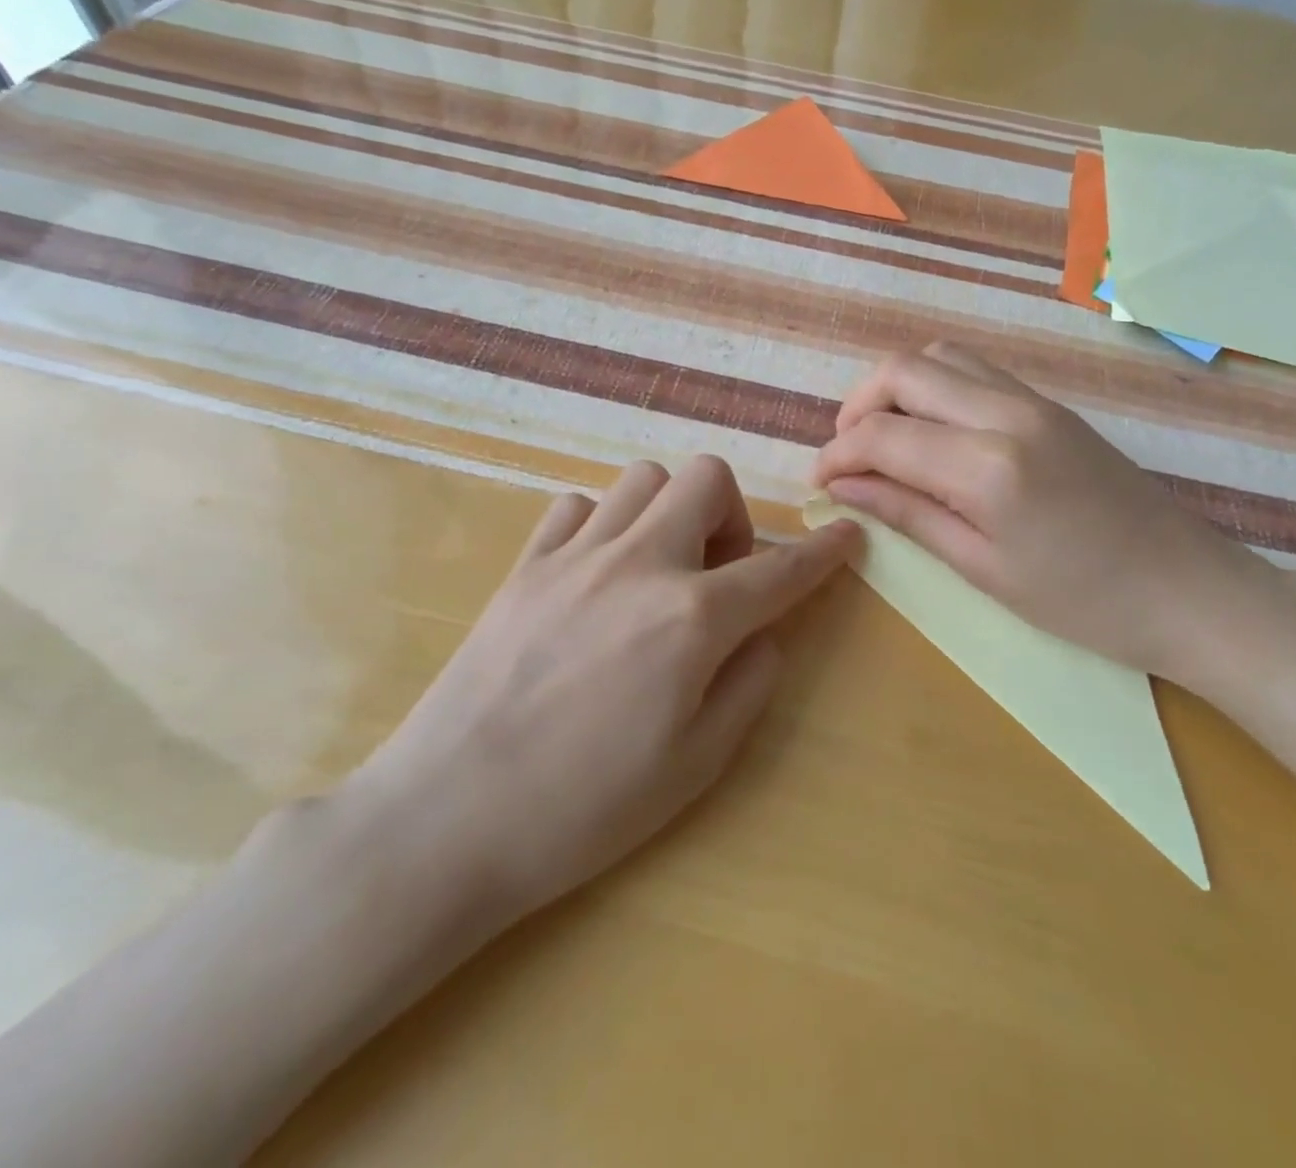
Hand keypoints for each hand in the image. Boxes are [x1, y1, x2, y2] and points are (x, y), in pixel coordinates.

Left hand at [344, 456, 858, 946]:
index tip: (847, 535)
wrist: (447, 818)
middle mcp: (640, 564)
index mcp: (693, 618)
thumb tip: (764, 632)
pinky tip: (596, 574)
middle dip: (732, 515)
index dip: (824, 551)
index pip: (781, 568)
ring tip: (657, 569)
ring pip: (642, 478)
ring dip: (668, 512)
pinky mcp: (524, 564)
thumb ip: (749, 683)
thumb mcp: (697, 764)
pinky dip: (603, 525)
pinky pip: (577, 507)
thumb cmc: (584, 808)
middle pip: (706, 478)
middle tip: (718, 573)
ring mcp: (575, 555)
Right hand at [811, 344, 1283, 692]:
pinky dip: (934, 389)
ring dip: (896, 389)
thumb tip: (841, 485)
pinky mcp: (1050, 403)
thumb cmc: (1083, 602)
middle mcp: (1007, 413)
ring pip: (939, 357)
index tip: (818, 482)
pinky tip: (932, 435)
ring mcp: (1034, 399)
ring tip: (885, 441)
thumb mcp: (982, 568)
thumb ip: (907, 513)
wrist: (1189, 590)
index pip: (882, 435)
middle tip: (847, 455)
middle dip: (857, 406)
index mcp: (987, 466)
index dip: (837, 454)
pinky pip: (974, 371)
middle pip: (904, 370)